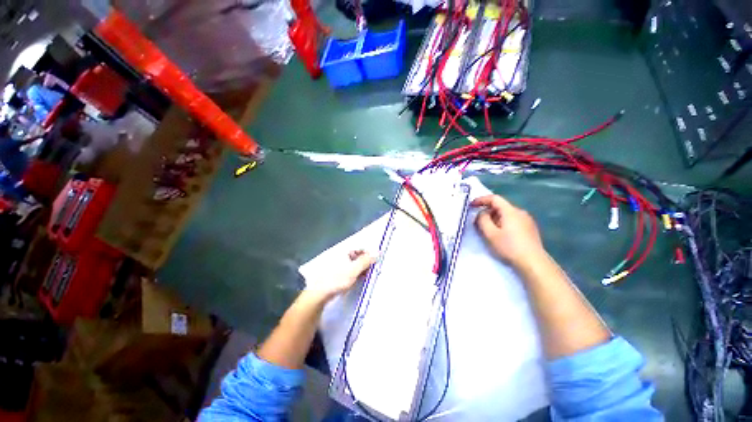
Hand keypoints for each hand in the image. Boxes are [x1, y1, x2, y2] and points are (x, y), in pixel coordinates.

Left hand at [305, 250, 375, 300]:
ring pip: (354, 263)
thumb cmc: (336, 280)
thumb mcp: (353, 270)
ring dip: (362, 268)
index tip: (376, 261)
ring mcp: (338, 263)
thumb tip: (377, 252)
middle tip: (372, 270)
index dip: (369, 253)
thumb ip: (365, 261)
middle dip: (366, 262)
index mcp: (344, 251)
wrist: (318, 294)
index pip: (361, 248)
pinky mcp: (336, 272)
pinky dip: (356, 273)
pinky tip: (358, 279)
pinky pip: (350, 270)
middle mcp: (341, 255)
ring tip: (367, 276)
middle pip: (358, 255)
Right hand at [472, 195, 544, 266]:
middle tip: (477, 221)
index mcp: (510, 211)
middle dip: (487, 211)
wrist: (533, 263)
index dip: (481, 200)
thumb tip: (481, 213)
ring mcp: (527, 220)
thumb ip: (482, 220)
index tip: (471, 205)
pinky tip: (500, 234)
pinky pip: (512, 220)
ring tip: (488, 229)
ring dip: (494, 218)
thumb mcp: (490, 234)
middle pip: (500, 206)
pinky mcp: (530, 229)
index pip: (494, 198)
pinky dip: (502, 223)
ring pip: (506, 214)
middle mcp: (520, 212)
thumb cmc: (509, 247)